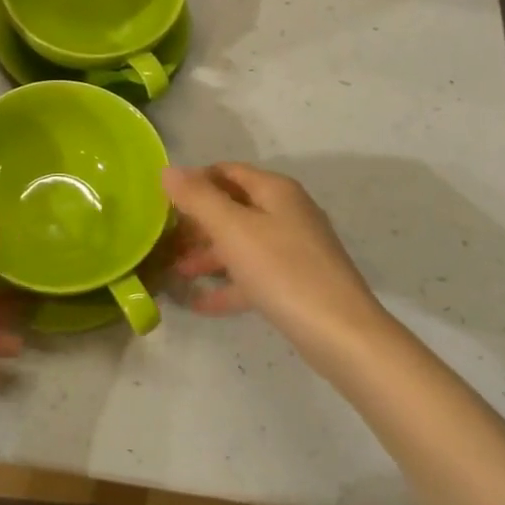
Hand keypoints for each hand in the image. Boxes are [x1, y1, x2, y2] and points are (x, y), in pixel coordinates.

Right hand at [161, 164, 391, 375]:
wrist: (341, 334)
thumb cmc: (283, 271)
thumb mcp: (233, 230)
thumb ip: (198, 198)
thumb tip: (169, 170)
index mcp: (275, 191)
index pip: (227, 172)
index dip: (195, 181)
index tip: (162, 202)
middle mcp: (287, 212)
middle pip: (234, 207)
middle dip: (198, 222)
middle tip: (164, 239)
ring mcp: (294, 249)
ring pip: (242, 243)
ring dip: (209, 255)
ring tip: (175, 272)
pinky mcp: (296, 283)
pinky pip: (254, 276)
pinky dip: (228, 285)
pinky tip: (200, 303)